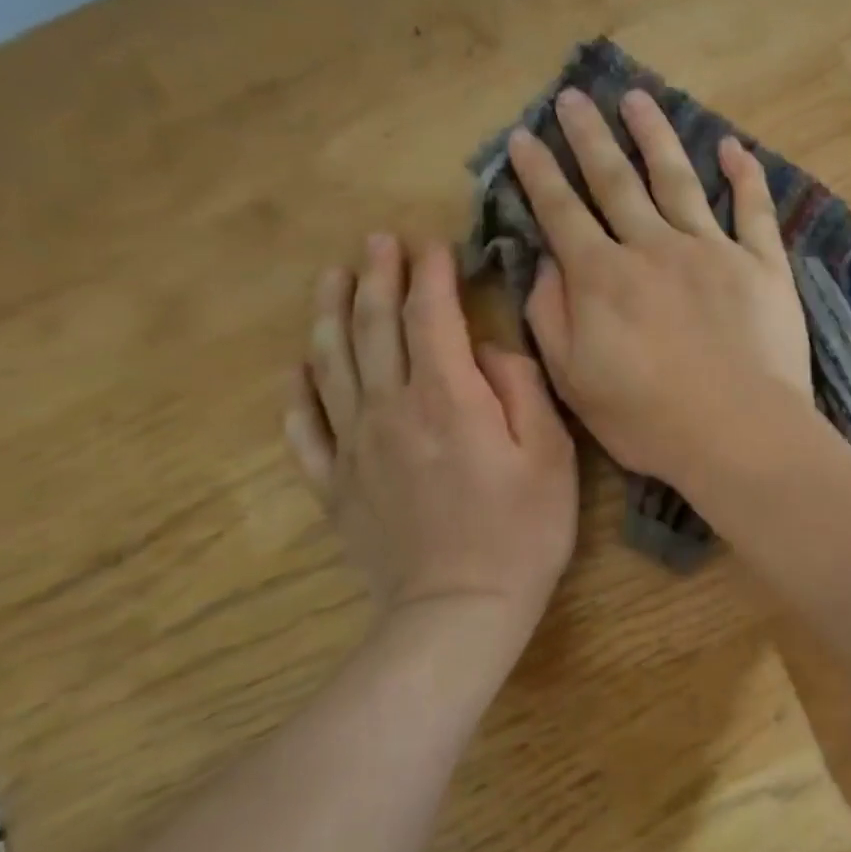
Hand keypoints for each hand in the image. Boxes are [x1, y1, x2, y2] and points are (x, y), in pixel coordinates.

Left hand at [286, 235, 577, 636]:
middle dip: (374, 276)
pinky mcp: (337, 485)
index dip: (429, 273)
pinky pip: (306, 428)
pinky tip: (300, 369)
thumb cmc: (522, 530)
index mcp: (446, 396)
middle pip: (372, 327)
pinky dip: (300, 391)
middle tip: (375, 241)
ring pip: (331, 364)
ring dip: (329, 313)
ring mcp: (355, 447)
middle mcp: (390, 409)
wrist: (460, 609)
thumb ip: (520, 388)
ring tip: (330, 278)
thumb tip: (486, 351)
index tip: (432, 244)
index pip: (429, 315)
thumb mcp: (550, 453)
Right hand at [507, 87, 809, 485]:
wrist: (740, 432)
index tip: (524, 138)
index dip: (539, 174)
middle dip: (589, 137)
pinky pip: (753, 209)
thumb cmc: (651, 420)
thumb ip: (552, 317)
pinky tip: (733, 147)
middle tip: (573, 97)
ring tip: (638, 99)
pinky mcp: (762, 265)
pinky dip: (745, 175)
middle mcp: (654, 248)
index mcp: (604, 278)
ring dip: (656, 136)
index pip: (562, 212)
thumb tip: (544, 264)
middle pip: (615, 181)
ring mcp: (712, 251)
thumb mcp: (576, 381)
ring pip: (678, 179)